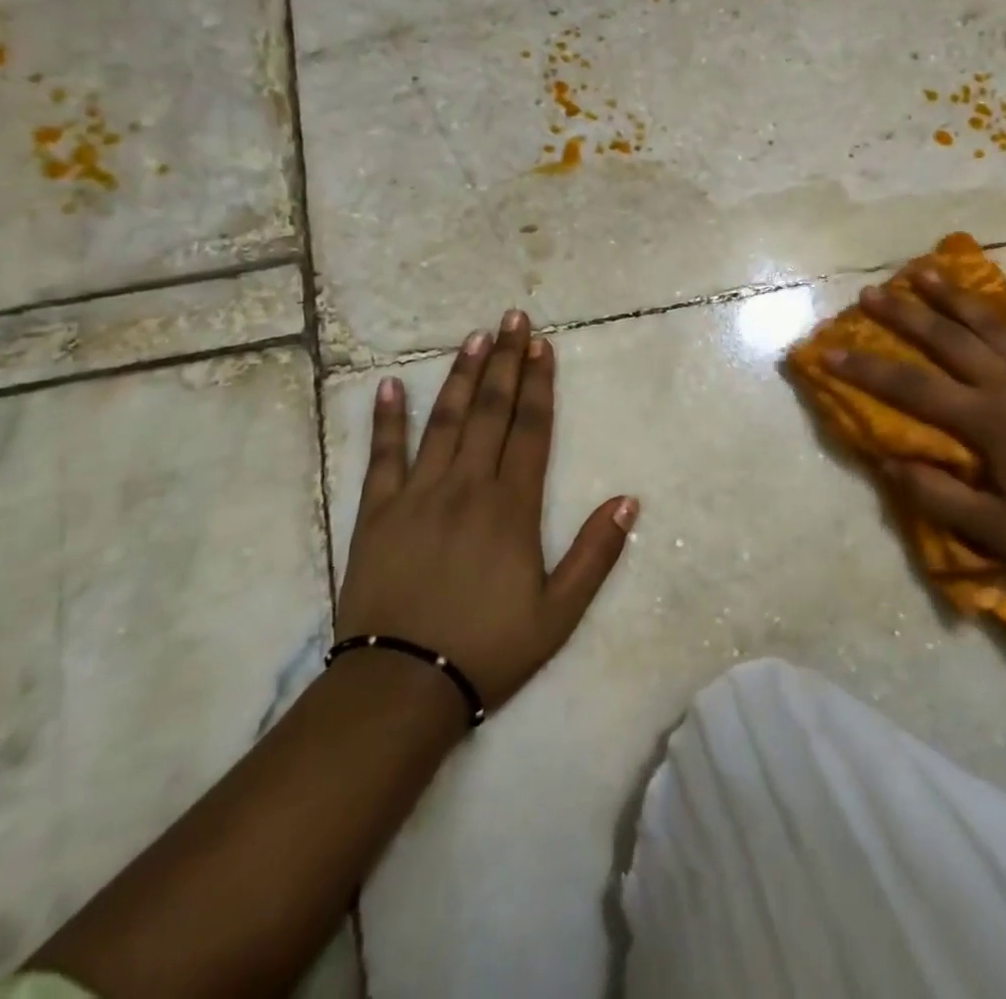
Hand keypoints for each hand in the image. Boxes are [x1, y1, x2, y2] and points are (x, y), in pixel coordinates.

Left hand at [335, 309, 637, 711]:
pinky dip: (386, 420)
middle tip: (512, 318)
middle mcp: (466, 486)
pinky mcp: (376, 514)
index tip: (542, 345)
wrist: (400, 687)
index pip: (530, 429)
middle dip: (505, 361)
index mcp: (511, 506)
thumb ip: (595, 554)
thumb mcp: (558, 613)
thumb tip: (629, 500)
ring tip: (473, 337)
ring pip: (443, 421)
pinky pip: (381, 457)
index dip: (539, 384)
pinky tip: (390, 387)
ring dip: (460, 376)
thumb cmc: (487, 648)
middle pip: (490, 411)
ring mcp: (417, 495)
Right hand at [827, 270, 1005, 591]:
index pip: (913, 387)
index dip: (867, 370)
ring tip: (926, 270)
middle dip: (904, 315)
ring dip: (956, 296)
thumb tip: (889, 462)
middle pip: (948, 340)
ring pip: (993, 325)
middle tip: (871, 293)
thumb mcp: (992, 531)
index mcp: (988, 421)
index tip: (830, 352)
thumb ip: (936, 495)